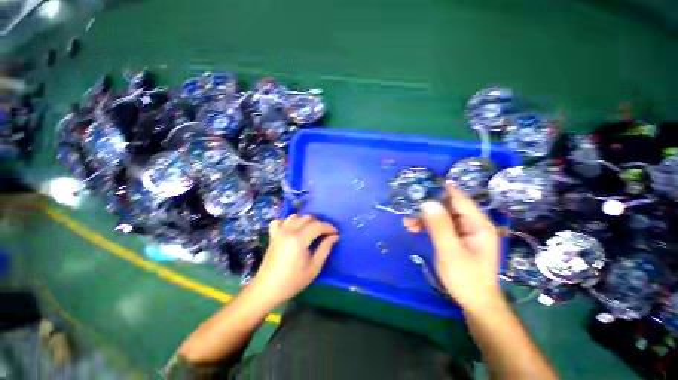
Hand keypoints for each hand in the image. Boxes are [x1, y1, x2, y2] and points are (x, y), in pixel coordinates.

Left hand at [250, 214, 338, 307]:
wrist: (267, 289)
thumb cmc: (292, 281)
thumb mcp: (314, 267)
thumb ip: (325, 249)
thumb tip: (334, 236)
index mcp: (299, 239)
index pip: (318, 225)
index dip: (329, 227)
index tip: (336, 233)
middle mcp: (288, 231)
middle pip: (308, 218)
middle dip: (319, 224)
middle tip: (325, 234)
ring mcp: (279, 232)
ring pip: (296, 217)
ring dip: (306, 221)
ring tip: (311, 232)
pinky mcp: (273, 235)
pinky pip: (280, 221)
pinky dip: (288, 222)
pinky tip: (292, 229)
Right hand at [404, 185, 501, 311]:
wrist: (475, 302)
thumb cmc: (466, 278)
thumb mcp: (450, 252)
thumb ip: (439, 226)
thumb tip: (427, 202)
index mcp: (478, 223)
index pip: (458, 198)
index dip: (439, 189)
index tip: (418, 186)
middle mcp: (472, 222)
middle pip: (447, 205)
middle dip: (427, 206)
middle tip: (408, 209)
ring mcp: (464, 229)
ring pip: (441, 214)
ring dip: (424, 216)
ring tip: (407, 222)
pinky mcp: (456, 236)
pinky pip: (440, 224)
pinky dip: (426, 224)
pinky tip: (414, 228)